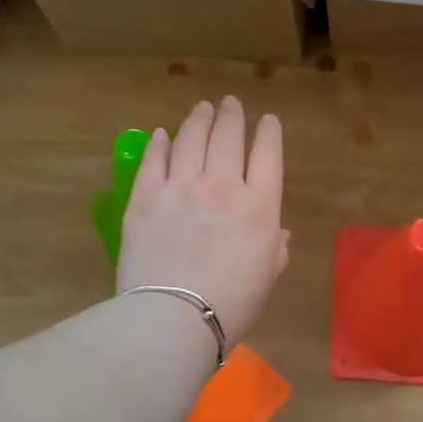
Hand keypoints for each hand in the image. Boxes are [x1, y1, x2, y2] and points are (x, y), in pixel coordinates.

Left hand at [118, 97, 289, 346]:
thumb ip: (276, 248)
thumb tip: (277, 232)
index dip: (269, 133)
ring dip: (199, 120)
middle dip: (232, 116)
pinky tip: (162, 134)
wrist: (174, 317)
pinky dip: (160, 144)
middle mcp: (223, 186)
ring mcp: (180, 187)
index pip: (268, 155)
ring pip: (191, 140)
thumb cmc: (232, 304)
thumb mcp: (267, 277)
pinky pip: (154, 160)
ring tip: (202, 109)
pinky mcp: (145, 197)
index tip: (268, 120)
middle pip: (228, 138)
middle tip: (230, 104)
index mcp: (260, 206)